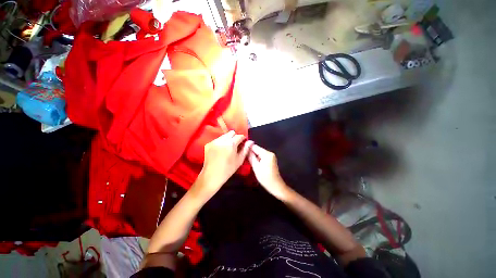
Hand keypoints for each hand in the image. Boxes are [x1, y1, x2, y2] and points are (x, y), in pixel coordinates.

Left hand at [195, 131, 253, 197]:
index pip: (239, 136)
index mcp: (231, 143)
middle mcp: (222, 140)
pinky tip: (221, 150)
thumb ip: (246, 149)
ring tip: (228, 147)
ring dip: (228, 139)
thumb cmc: (228, 169)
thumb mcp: (239, 160)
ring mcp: (214, 141)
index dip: (243, 138)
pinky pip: (217, 139)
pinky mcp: (208, 144)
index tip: (243, 142)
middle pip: (231, 133)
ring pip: (224, 135)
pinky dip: (221, 142)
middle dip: (235, 137)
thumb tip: (250, 141)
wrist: (212, 176)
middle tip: (236, 144)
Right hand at [247, 144, 288, 199]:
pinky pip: (263, 156)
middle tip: (243, 156)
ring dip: (254, 156)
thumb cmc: (265, 177)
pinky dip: (258, 159)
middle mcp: (270, 153)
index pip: (255, 147)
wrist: (276, 186)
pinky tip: (254, 163)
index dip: (248, 148)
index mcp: (266, 154)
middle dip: (251, 153)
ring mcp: (271, 156)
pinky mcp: (271, 160)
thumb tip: (246, 150)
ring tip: (248, 160)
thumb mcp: (256, 167)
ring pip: (260, 153)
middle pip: (258, 150)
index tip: (241, 149)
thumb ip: (251, 157)